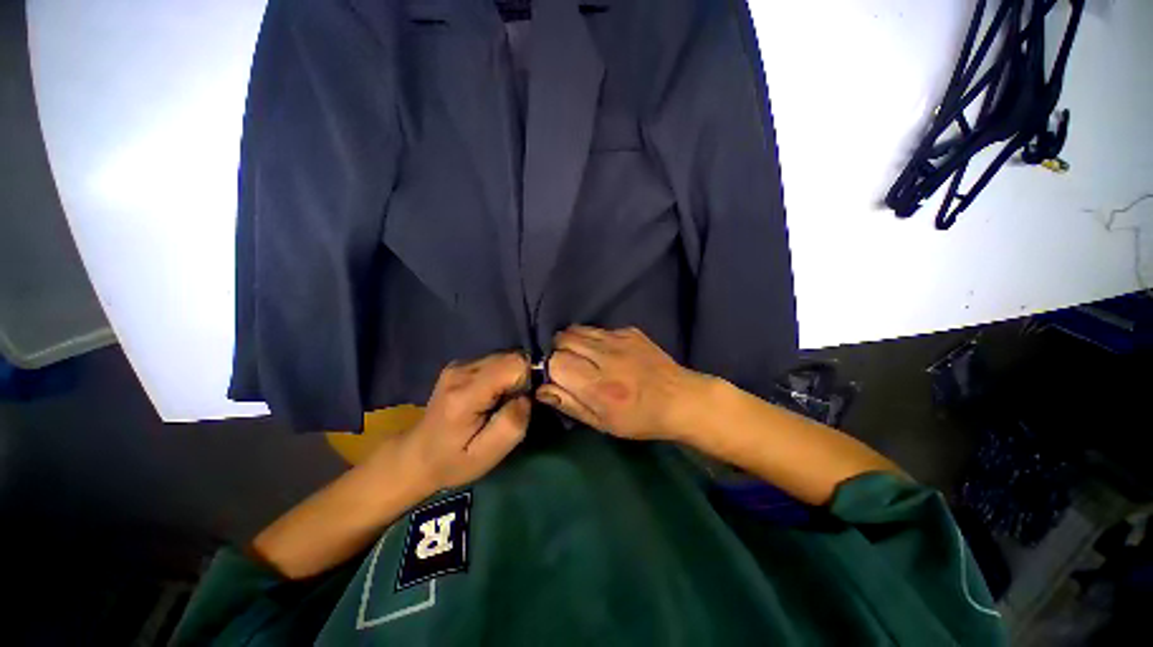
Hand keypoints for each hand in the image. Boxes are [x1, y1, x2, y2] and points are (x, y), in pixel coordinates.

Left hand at [394, 352, 530, 491]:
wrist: (416, 456)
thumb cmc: (453, 461)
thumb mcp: (488, 455)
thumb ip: (512, 423)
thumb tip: (527, 396)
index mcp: (465, 394)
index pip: (514, 365)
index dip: (527, 380)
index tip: (522, 402)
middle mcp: (461, 371)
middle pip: (511, 357)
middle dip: (522, 378)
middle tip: (512, 404)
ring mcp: (459, 365)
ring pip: (505, 356)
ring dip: (512, 376)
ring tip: (501, 401)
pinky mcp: (460, 365)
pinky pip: (495, 361)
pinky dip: (502, 375)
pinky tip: (492, 395)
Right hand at [537, 326, 708, 440]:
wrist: (680, 399)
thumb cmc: (639, 419)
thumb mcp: (602, 423)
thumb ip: (569, 404)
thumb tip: (541, 388)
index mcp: (599, 386)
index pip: (556, 362)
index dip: (552, 370)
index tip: (559, 379)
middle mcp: (607, 357)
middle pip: (563, 339)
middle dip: (558, 352)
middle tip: (569, 368)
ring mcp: (619, 339)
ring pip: (577, 329)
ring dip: (572, 342)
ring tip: (583, 358)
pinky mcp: (630, 331)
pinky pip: (598, 328)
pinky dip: (592, 338)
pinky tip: (605, 353)